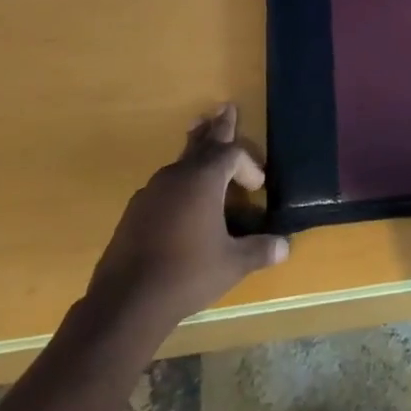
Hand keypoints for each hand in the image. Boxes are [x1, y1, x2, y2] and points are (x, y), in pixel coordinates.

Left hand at [86, 104, 289, 330]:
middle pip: (201, 143)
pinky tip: (180, 199)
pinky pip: (164, 186)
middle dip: (217, 127)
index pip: (231, 154)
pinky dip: (179, 182)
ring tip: (200, 136)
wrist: (125, 302)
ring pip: (180, 162)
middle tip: (225, 107)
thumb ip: (259, 250)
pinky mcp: (135, 213)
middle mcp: (176, 177)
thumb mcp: (232, 264)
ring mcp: (151, 193)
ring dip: (196, 151)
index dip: (248, 164)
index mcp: (203, 180)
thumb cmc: (187, 274)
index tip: (258, 186)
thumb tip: (285, 245)